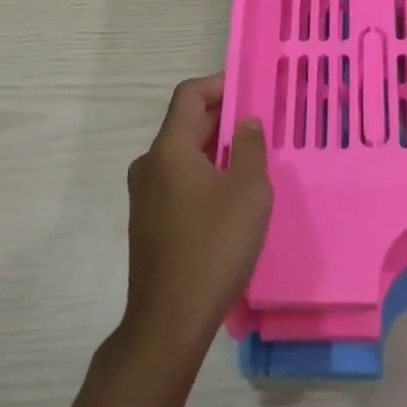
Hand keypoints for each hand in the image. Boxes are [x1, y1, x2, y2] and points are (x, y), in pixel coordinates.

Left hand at [119, 75, 271, 365]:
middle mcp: (150, 164)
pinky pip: (179, 181)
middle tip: (260, 126)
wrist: (168, 322)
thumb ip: (249, 147)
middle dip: (223, 118)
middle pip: (186, 123)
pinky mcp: (149, 222)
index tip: (251, 90)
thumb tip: (245, 121)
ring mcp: (145, 195)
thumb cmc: (213, 247)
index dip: (219, 84)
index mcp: (169, 149)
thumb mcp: (247, 191)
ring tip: (251, 161)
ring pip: (183, 154)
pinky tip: (230, 197)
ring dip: (215, 149)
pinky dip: (204, 174)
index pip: (189, 95)